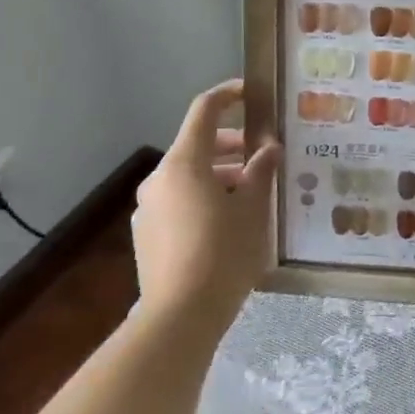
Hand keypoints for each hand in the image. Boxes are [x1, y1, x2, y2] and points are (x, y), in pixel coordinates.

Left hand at [131, 80, 280, 338]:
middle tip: (264, 155)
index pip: (204, 110)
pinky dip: (204, 198)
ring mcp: (148, 209)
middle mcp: (159, 179)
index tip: (253, 93)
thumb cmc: (223, 253)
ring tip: (253, 193)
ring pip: (189, 177)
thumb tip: (268, 149)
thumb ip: (260, 171)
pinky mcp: (147, 237)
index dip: (229, 95)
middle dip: (233, 145)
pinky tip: (229, 224)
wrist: (179, 319)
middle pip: (198, 145)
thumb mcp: (253, 209)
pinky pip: (179, 202)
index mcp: (184, 162)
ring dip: (220, 175)